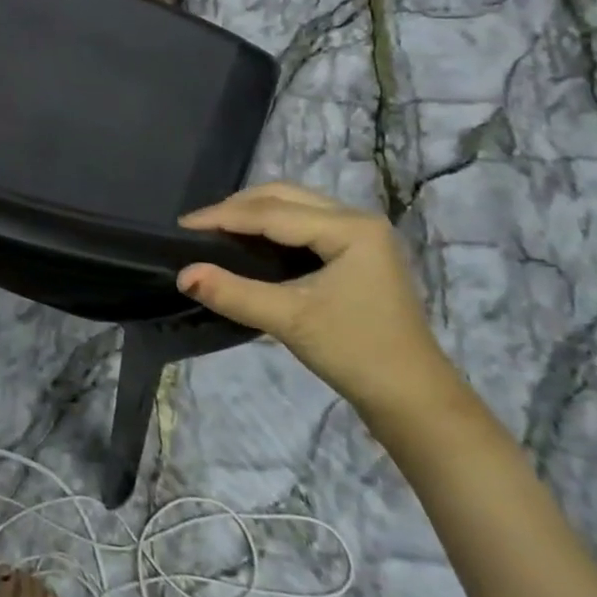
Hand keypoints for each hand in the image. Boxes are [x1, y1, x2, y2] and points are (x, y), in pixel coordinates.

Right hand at [177, 183, 461, 419]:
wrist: (414, 400)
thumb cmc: (357, 353)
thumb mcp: (290, 320)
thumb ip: (233, 293)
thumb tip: (182, 274)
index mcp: (350, 228)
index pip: (271, 212)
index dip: (223, 216)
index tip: (182, 226)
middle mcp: (358, 219)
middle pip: (284, 196)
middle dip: (237, 208)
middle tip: (198, 227)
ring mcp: (361, 235)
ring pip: (294, 206)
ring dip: (254, 214)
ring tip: (217, 231)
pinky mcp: (358, 253)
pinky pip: (304, 223)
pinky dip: (271, 227)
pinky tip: (249, 243)